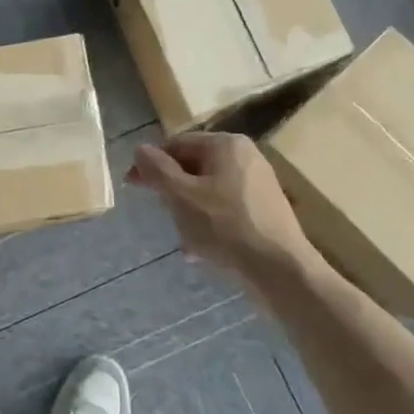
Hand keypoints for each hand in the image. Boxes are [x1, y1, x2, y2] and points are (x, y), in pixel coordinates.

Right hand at [128, 132, 311, 272]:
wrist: (280, 269)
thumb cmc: (225, 226)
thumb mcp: (181, 196)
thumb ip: (157, 170)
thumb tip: (140, 149)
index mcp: (225, 144)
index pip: (176, 144)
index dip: (151, 164)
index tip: (133, 186)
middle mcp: (245, 156)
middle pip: (193, 167)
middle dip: (173, 191)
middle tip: (162, 215)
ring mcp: (259, 183)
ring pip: (209, 191)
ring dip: (189, 211)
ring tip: (184, 239)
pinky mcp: (266, 209)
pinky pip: (227, 209)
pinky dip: (210, 223)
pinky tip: (203, 250)